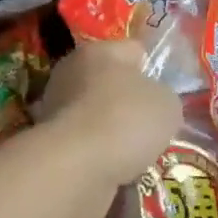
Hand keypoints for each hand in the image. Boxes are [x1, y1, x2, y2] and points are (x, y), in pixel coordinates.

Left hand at [36, 40, 181, 217]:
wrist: (76, 166)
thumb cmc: (125, 121)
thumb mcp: (168, 105)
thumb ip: (164, 96)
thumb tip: (154, 102)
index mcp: (99, 51)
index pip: (134, 50)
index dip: (154, 69)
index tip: (167, 93)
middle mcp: (70, 72)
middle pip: (110, 83)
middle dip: (130, 103)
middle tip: (153, 126)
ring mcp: (54, 107)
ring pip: (96, 115)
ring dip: (113, 131)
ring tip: (136, 153)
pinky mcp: (50, 140)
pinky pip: (85, 143)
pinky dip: (99, 153)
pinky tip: (115, 167)